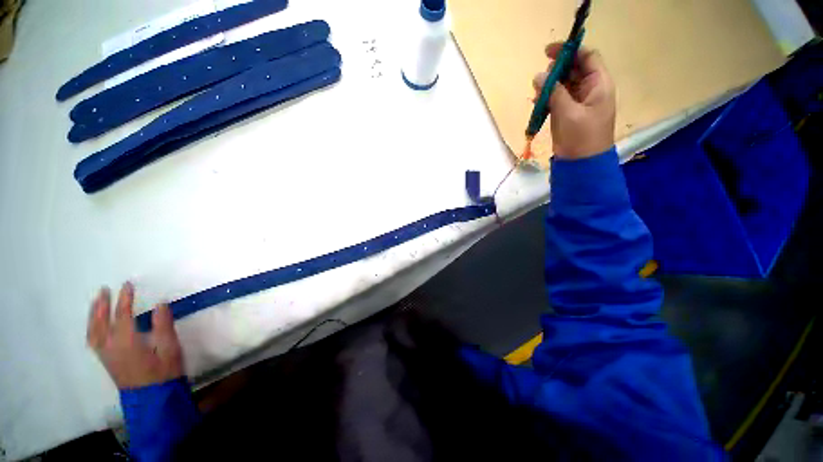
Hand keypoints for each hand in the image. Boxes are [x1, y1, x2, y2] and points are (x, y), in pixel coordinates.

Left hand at [87, 282, 183, 388]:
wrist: (157, 410)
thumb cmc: (165, 381)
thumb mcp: (170, 354)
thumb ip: (164, 327)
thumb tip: (160, 304)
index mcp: (127, 341)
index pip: (122, 313)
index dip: (125, 297)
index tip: (128, 285)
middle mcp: (112, 346)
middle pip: (102, 321)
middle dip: (102, 304)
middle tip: (104, 291)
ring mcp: (108, 357)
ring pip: (94, 332)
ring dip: (94, 316)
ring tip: (96, 304)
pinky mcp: (109, 367)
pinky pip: (94, 345)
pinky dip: (92, 332)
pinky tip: (94, 329)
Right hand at [533, 43, 615, 159]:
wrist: (584, 169)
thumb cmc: (583, 140)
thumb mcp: (568, 112)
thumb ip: (554, 89)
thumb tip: (539, 75)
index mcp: (600, 85)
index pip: (588, 56)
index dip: (570, 50)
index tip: (549, 53)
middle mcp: (592, 88)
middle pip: (574, 65)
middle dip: (557, 68)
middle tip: (545, 80)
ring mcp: (582, 98)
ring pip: (564, 78)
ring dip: (550, 82)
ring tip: (540, 95)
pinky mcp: (572, 108)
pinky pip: (559, 92)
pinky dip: (549, 93)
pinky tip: (540, 102)